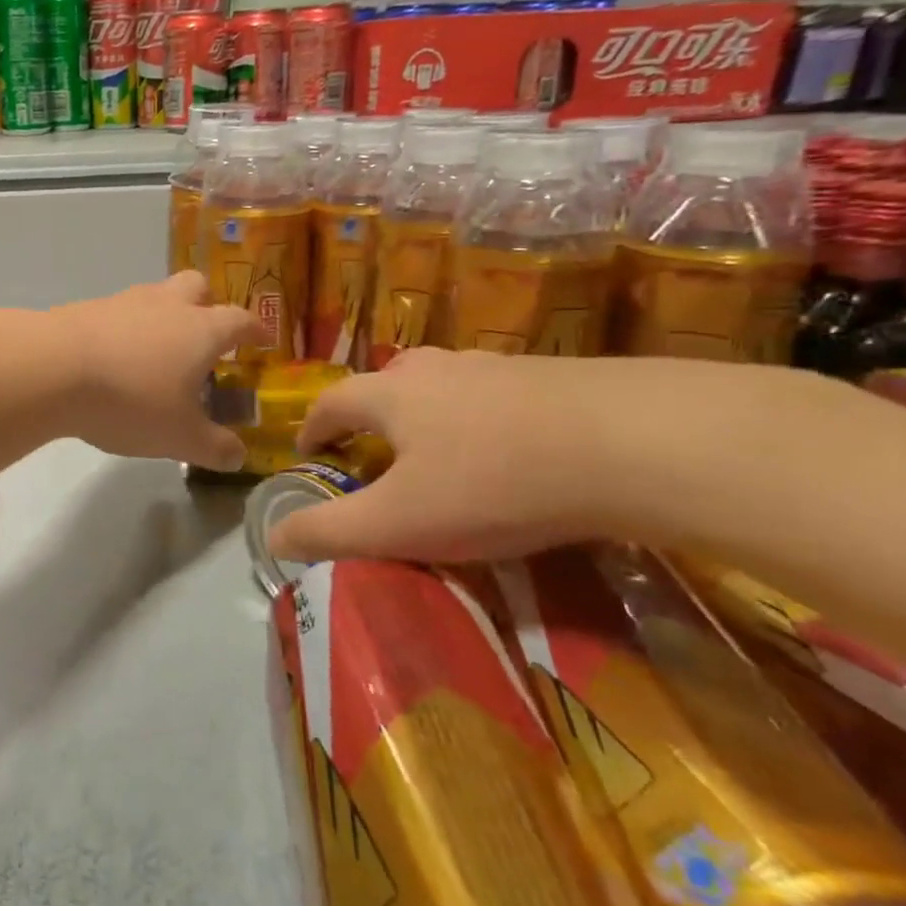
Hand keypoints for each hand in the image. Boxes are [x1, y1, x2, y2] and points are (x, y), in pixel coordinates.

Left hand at [51, 271, 267, 469]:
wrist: (54, 369)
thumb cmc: (131, 400)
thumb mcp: (180, 437)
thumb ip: (214, 447)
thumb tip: (237, 456)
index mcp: (202, 330)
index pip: (240, 320)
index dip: (255, 329)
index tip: (261, 340)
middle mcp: (167, 305)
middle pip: (197, 287)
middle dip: (207, 305)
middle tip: (204, 336)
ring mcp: (125, 301)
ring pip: (155, 296)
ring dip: (163, 317)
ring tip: (156, 353)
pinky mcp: (88, 308)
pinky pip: (118, 312)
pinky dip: (125, 330)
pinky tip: (114, 360)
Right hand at [269, 348, 625, 563]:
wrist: (633, 442)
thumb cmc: (493, 483)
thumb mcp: (399, 522)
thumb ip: (329, 531)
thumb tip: (272, 537)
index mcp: (391, 394)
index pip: (331, 403)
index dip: (312, 429)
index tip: (309, 455)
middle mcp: (436, 369)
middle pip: (385, 384)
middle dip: (369, 418)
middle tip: (374, 456)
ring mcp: (496, 368)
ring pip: (442, 388)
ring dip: (426, 416)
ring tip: (438, 457)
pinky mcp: (551, 378)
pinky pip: (493, 398)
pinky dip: (480, 422)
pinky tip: (507, 454)